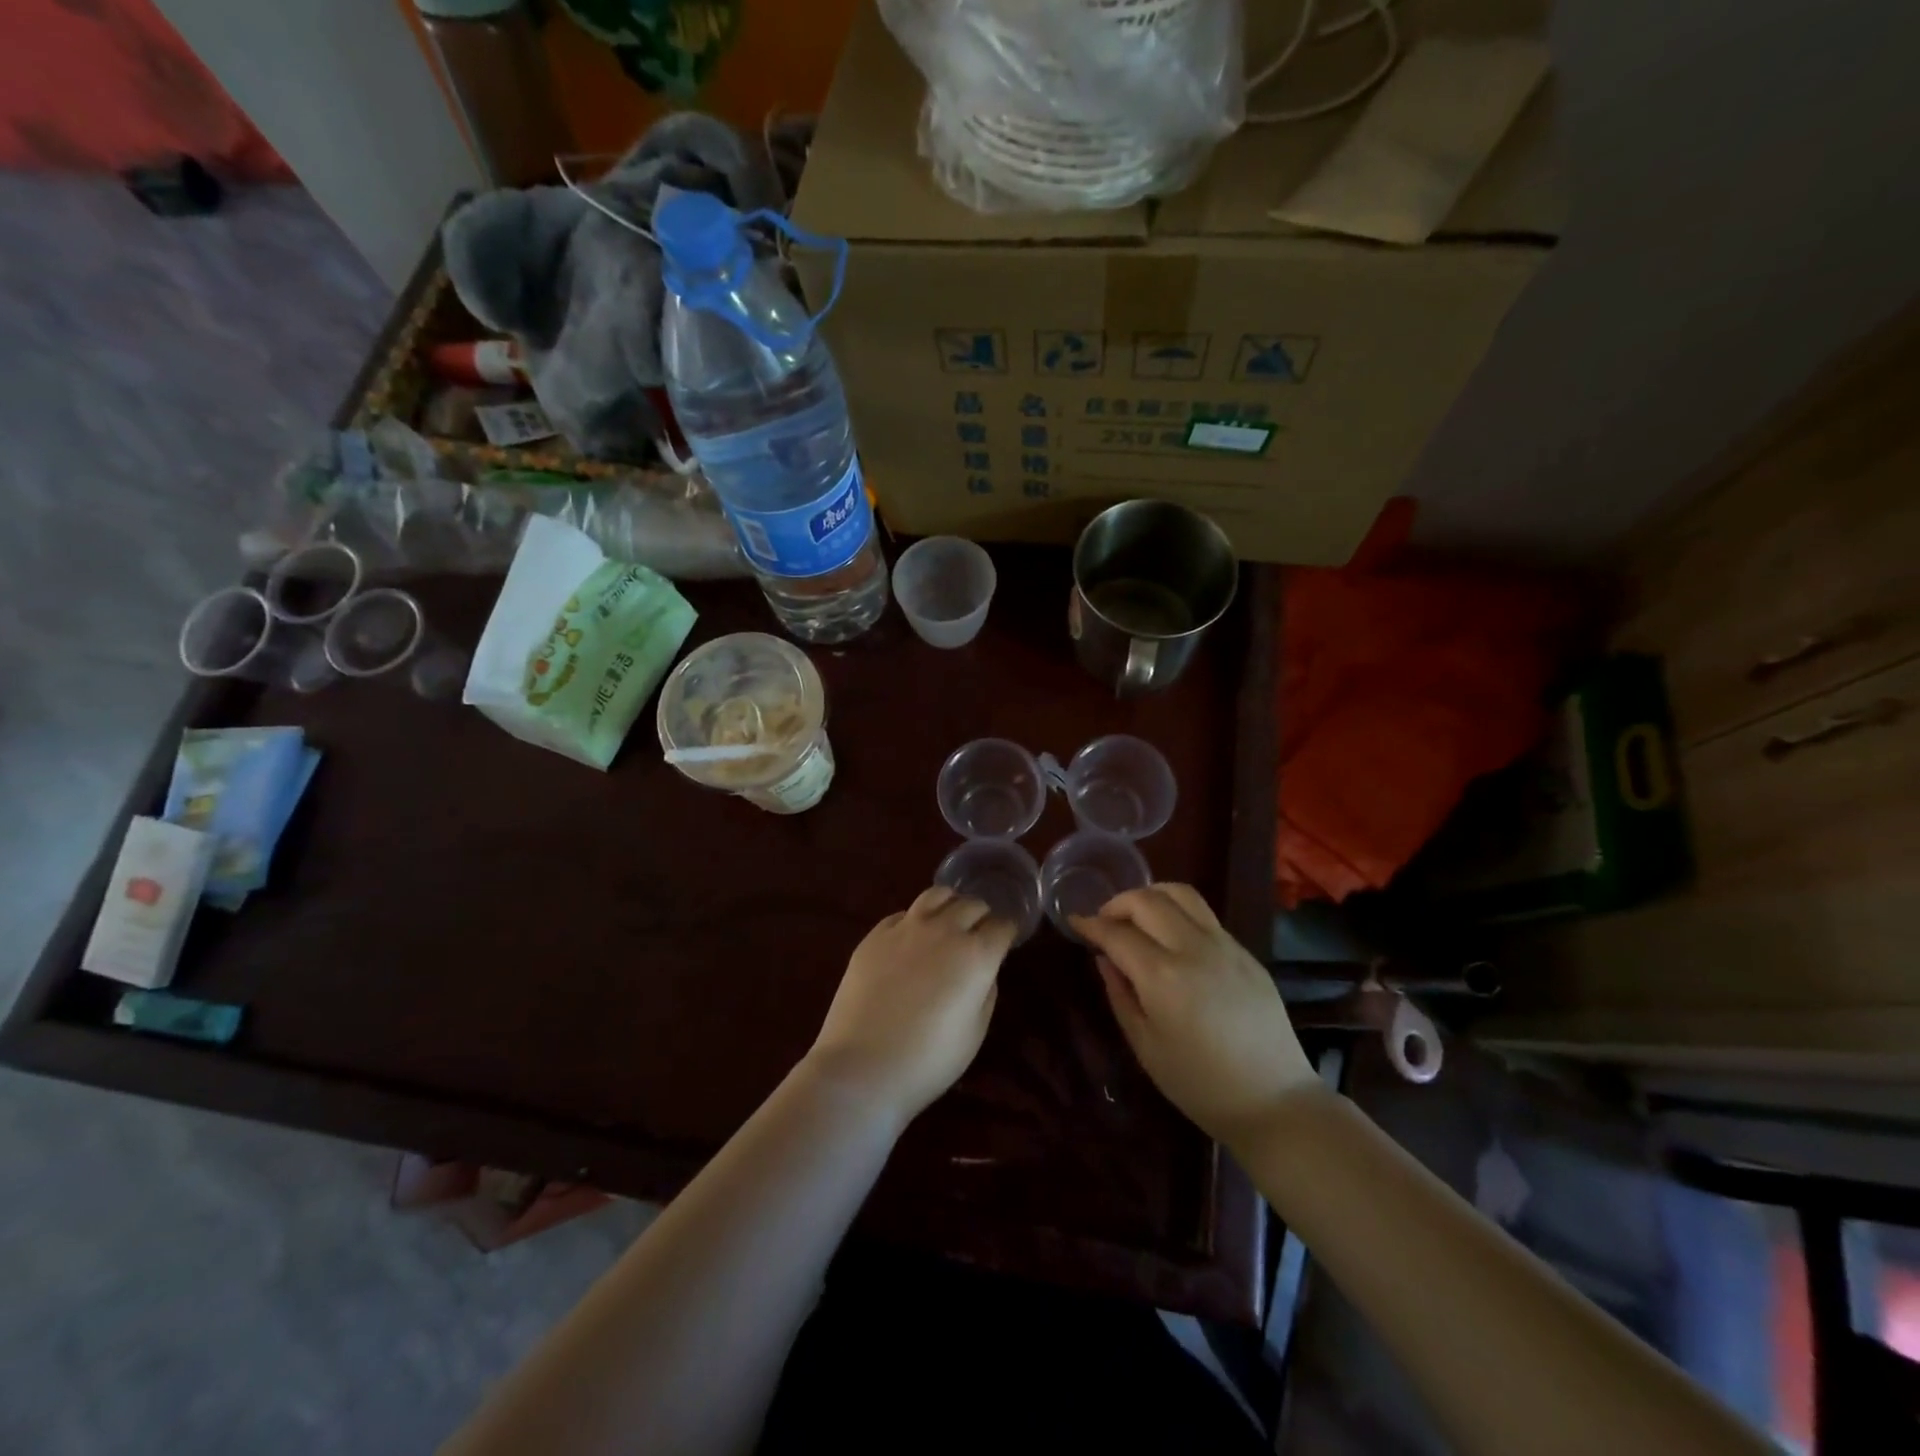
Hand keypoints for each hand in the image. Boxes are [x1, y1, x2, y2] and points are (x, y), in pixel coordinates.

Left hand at [805, 887, 1016, 1123]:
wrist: (863, 1066)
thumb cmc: (928, 1060)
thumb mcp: (975, 1032)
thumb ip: (985, 991)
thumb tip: (983, 971)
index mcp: (976, 955)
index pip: (1002, 926)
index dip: (1006, 933)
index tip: (1005, 942)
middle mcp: (944, 930)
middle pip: (972, 905)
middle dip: (981, 916)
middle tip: (978, 933)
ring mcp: (906, 927)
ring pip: (936, 895)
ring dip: (950, 904)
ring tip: (948, 919)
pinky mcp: (876, 934)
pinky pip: (903, 914)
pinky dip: (916, 919)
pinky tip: (912, 938)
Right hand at [1072, 884, 1318, 1147]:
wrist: (1274, 1102)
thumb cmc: (1199, 1084)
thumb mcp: (1145, 1046)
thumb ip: (1120, 995)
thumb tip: (1105, 959)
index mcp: (1163, 976)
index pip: (1116, 933)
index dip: (1090, 925)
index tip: (1075, 923)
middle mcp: (1193, 948)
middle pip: (1147, 900)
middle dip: (1117, 903)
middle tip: (1104, 922)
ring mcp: (1225, 945)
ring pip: (1181, 894)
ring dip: (1150, 896)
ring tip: (1137, 918)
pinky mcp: (1246, 952)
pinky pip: (1204, 916)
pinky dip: (1178, 914)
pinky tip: (1172, 940)